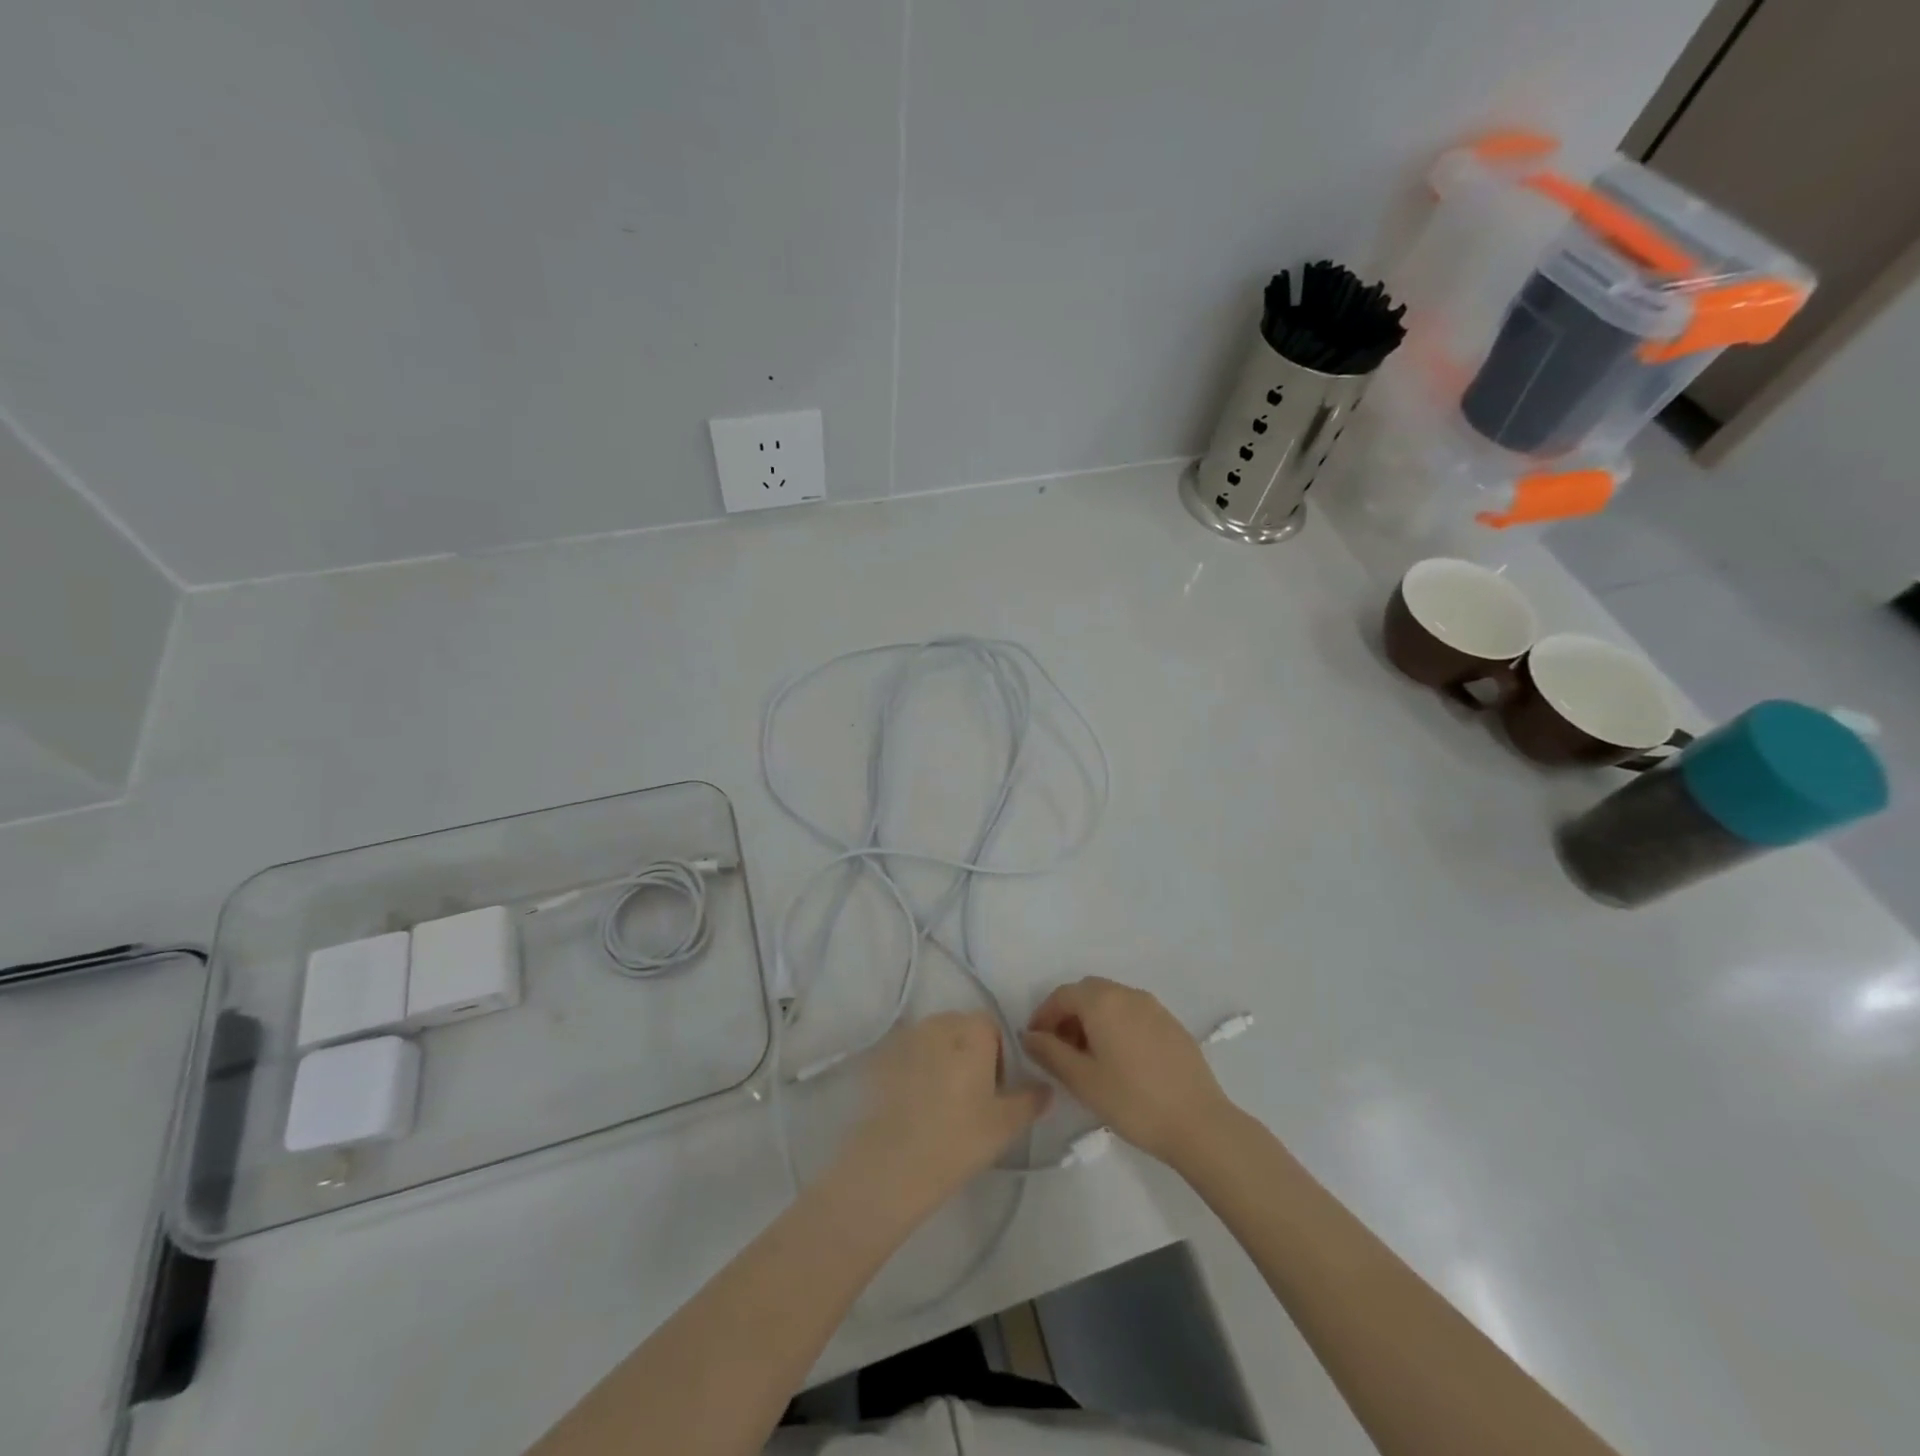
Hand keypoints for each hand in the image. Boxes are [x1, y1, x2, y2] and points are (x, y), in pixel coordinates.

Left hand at [839, 1012, 1049, 1219]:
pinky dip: (915, 1069)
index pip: (991, 1027)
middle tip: (971, 1096)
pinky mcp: (881, 1058)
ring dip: (941, 1058)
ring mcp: (906, 1038)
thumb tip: (1045, 1088)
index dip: (998, 1054)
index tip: (995, 1088)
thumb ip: (1030, 1100)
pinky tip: (915, 1103)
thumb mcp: (1006, 1125)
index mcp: (972, 1030)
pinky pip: (908, 1055)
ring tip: (941, 1100)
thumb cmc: (958, 1138)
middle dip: (969, 1052)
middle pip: (961, 1028)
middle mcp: (938, 1023)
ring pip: (933, 1040)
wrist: (893, 1164)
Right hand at [1022, 977, 1233, 1164]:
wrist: (1199, 1123)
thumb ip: (1050, 1053)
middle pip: (1088, 992)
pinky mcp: (1171, 1024)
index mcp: (1103, 1001)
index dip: (1043, 1016)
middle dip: (1068, 1015)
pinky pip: (1133, 1013)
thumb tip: (1029, 1035)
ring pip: (1112, 1001)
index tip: (1035, 1043)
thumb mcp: (1082, 1080)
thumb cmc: (1133, 1101)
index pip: (1062, 995)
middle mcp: (1127, 994)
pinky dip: (1116, 1025)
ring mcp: (1153, 1007)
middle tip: (1060, 1050)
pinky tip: (1120, 1061)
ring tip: (1089, 1058)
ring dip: (1092, 1019)